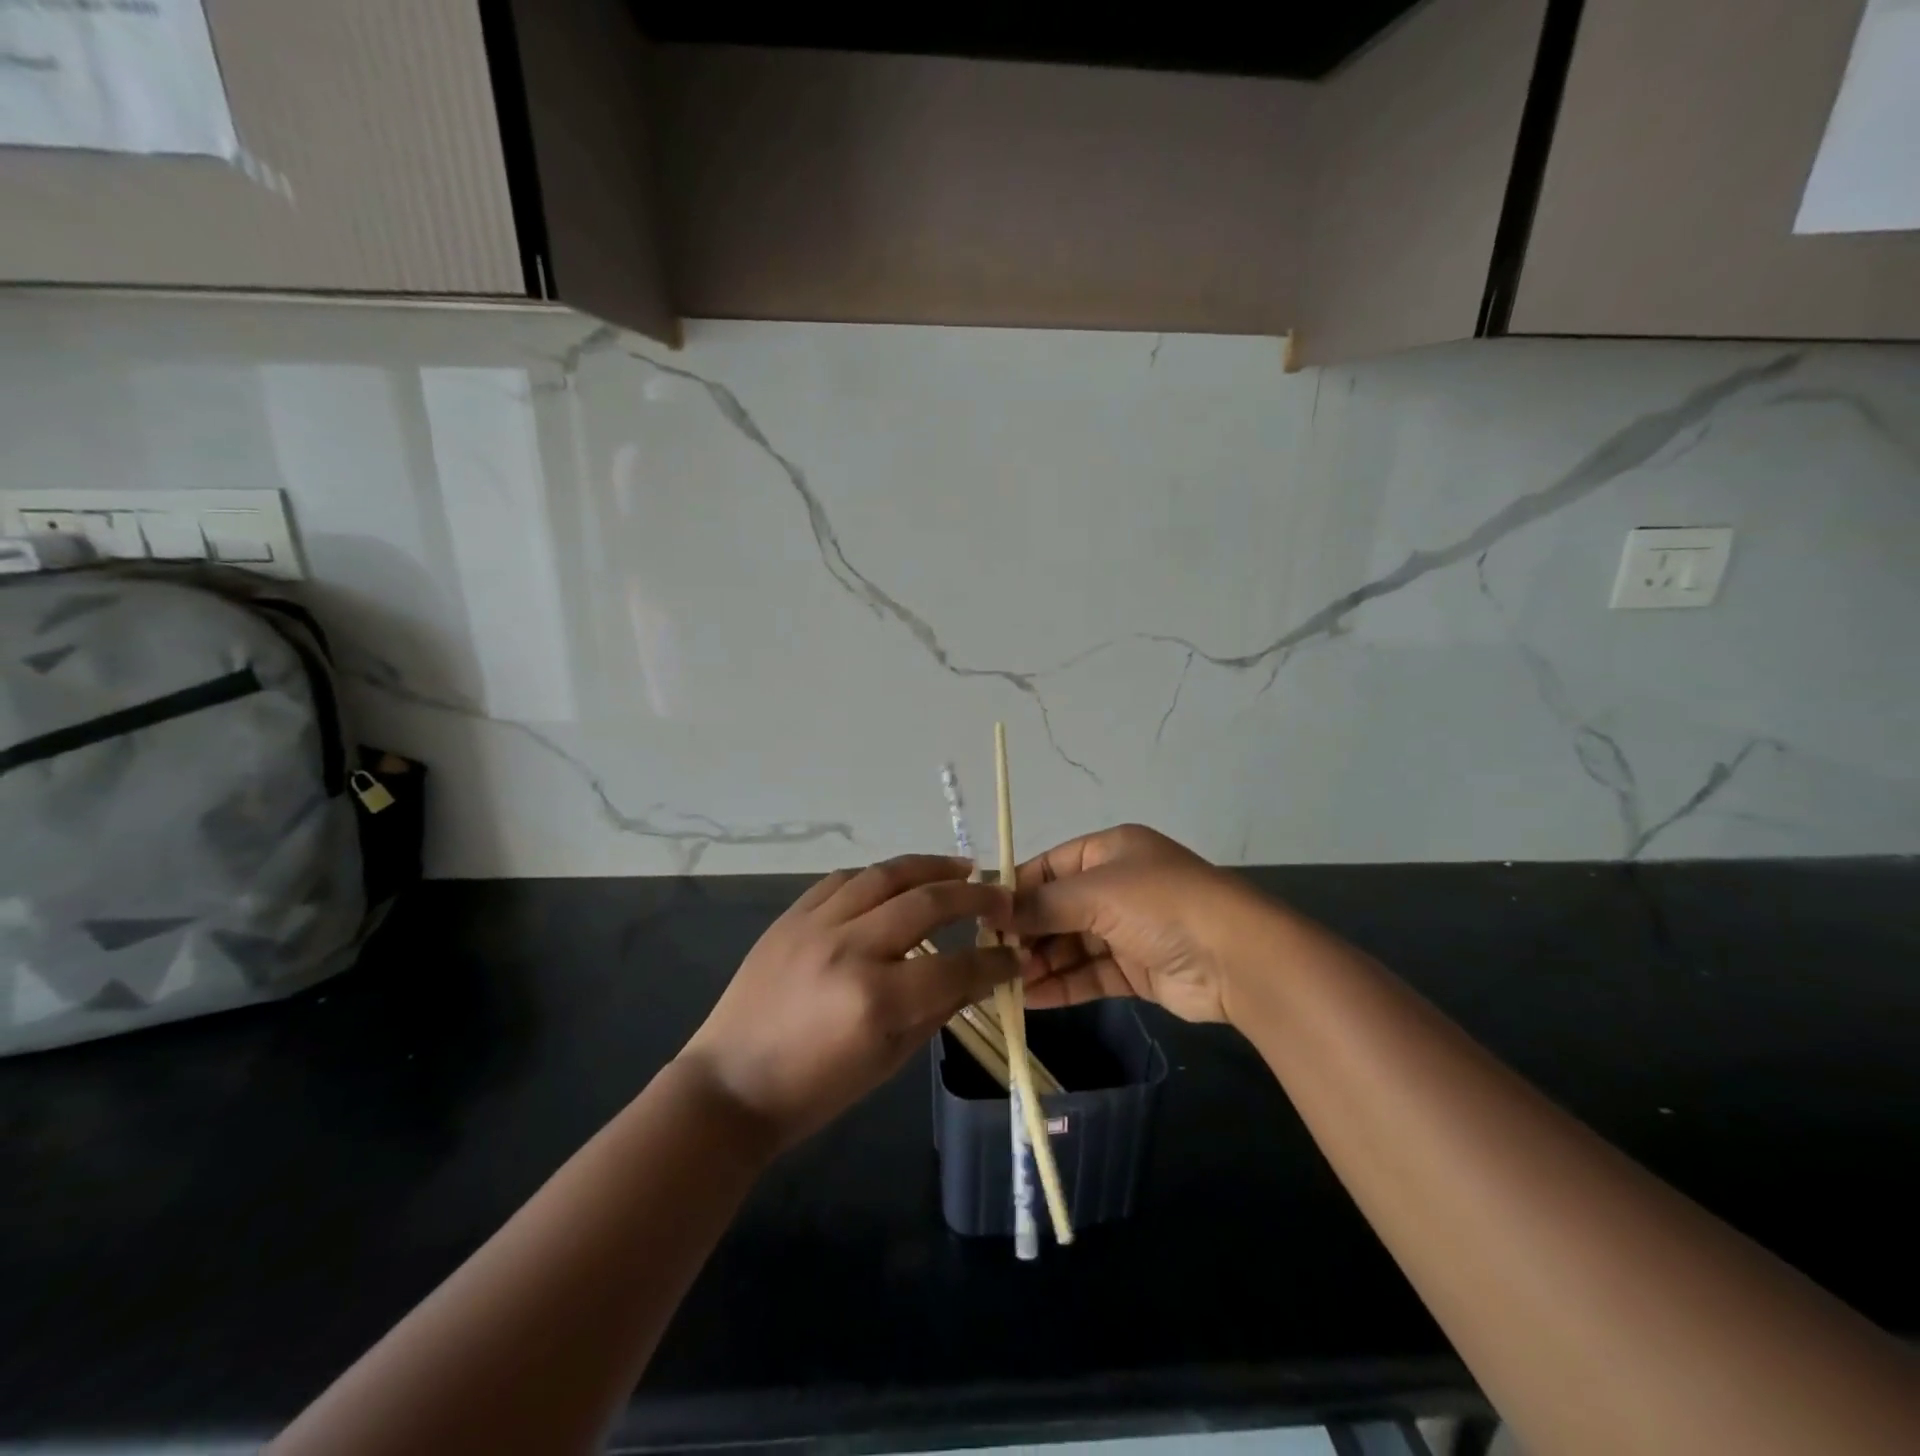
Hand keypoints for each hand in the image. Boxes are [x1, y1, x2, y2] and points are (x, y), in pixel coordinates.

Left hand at [679, 855, 1017, 1150]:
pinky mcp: (790, 916)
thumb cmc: (814, 1090)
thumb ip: (936, 1010)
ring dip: (929, 866)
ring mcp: (815, 925)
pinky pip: (842, 880)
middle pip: (926, 903)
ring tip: (960, 867)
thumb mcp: (888, 1061)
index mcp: (876, 1000)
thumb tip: (976, 975)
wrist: (730, 1086)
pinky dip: (878, 876)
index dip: (994, 962)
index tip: (1014, 956)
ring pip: (884, 875)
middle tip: (1000, 897)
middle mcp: (849, 949)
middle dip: (974, 897)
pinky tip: (898, 879)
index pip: (956, 967)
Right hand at [1009, 825, 1267, 1024]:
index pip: (1048, 868)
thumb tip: (993, 913)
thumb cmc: (1160, 905)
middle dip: (1026, 933)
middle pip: (1057, 909)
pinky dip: (1062, 985)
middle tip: (992, 958)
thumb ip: (1042, 904)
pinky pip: (1089, 974)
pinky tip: (1031, 999)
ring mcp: (1126, 930)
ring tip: (1005, 984)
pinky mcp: (1136, 970)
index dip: (1015, 891)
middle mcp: (1115, 886)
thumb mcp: (1096, 893)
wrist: (1236, 957)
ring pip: (1071, 945)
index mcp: (1108, 852)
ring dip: (1040, 963)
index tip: (982, 917)